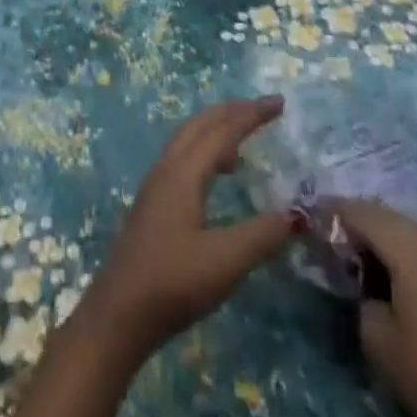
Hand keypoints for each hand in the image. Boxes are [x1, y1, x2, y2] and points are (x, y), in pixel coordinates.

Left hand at [0, 98, 295, 416]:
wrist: (119, 313)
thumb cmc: (173, 282)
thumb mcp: (225, 262)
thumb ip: (261, 235)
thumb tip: (297, 213)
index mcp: (183, 172)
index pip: (222, 130)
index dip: (251, 114)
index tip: (279, 103)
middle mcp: (167, 168)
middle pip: (200, 124)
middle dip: (232, 112)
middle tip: (264, 109)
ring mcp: (155, 185)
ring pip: (188, 140)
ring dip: (215, 129)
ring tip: (243, 139)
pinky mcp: (152, 203)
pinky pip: (182, 158)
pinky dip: (204, 151)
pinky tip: (216, 176)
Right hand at [340, 200, 416, 416]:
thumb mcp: (379, 340)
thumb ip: (362, 297)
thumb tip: (364, 283)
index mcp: (415, 249)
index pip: (364, 212)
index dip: (335, 210)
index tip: (312, 215)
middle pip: (391, 218)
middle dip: (361, 223)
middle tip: (334, 238)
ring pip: (414, 234)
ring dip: (388, 240)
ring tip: (365, 260)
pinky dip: (411, 256)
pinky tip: (400, 279)